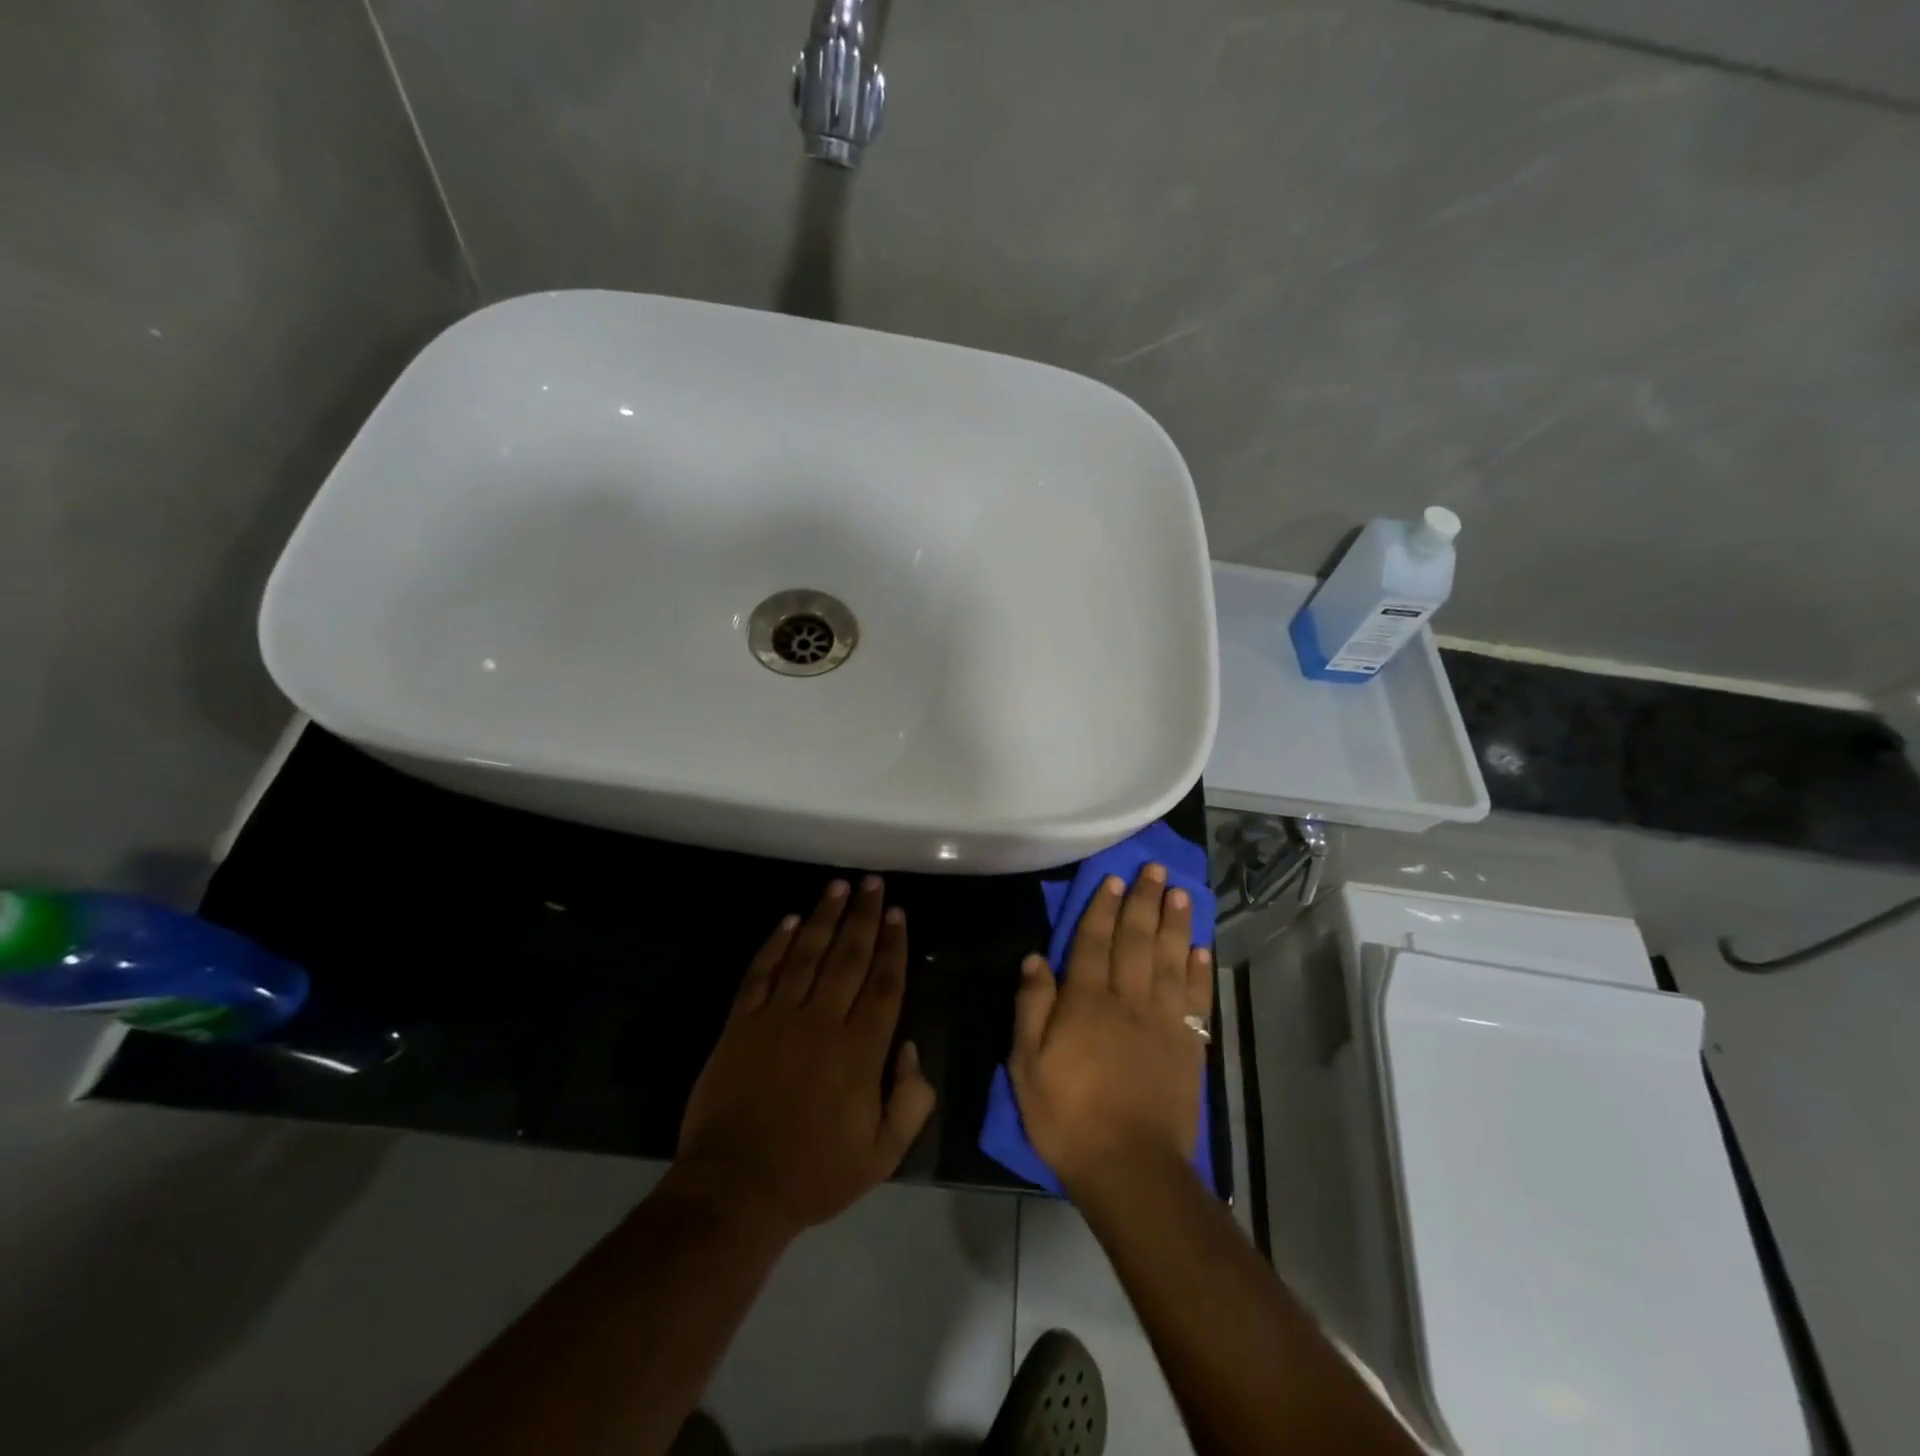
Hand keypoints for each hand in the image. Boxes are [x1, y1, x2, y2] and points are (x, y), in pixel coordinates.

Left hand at [673, 877, 936, 1244]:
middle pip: (849, 956)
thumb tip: (912, 1049)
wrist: (736, 1189)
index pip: (884, 983)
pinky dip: (775, 944)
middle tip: (873, 883)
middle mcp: (822, 1021)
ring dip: (824, 917)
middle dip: (864, 916)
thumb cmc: (815, 1173)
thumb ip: (910, 1101)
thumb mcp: (882, 1154)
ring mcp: (778, 1018)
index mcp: (861, 1050)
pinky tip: (788, 921)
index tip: (899, 914)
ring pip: (806, 953)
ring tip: (838, 886)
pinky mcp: (741, 1024)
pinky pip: (761, 973)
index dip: (894, 945)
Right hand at [1007, 865, 1212, 1198]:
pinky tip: (1201, 947)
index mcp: (1086, 1001)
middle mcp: (1127, 999)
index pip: (1093, 941)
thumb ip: (1032, 1007)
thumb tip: (1035, 958)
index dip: (1102, 908)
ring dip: (1175, 923)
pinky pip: (1195, 997)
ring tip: (1180, 892)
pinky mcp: (1188, 1044)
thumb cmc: (1068, 1116)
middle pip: (1136, 939)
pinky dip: (1199, 969)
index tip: (1113, 879)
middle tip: (1154, 869)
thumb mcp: (1027, 1065)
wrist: (1130, 1168)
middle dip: (1144, 901)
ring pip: (1169, 959)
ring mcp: (1162, 1020)